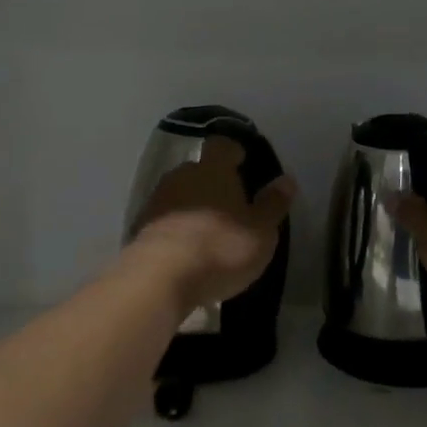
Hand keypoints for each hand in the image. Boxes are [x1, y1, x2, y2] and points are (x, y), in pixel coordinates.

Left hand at [127, 136, 295, 314]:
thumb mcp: (260, 231)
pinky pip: (165, 221)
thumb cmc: (220, 248)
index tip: (242, 162)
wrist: (159, 279)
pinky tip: (186, 250)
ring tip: (208, 230)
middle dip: (212, 182)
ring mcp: (156, 202)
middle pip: (198, 170)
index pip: (222, 146)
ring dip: (193, 206)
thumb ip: (273, 204)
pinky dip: (176, 229)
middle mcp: (181, 177)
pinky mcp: (140, 229)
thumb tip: (286, 180)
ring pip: (179, 195)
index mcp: (213, 170)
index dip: (233, 152)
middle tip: (230, 203)